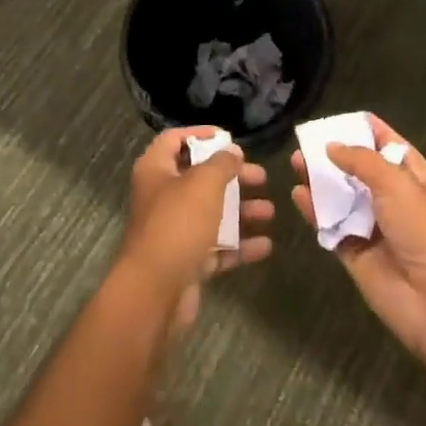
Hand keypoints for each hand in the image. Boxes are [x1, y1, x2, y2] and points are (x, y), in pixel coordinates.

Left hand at [118, 127, 273, 335]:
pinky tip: (265, 245)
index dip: (199, 134)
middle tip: (261, 177)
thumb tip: (232, 152)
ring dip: (241, 211)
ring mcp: (174, 231)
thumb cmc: (178, 223)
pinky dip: (238, 245)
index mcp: (156, 170)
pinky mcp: (186, 261)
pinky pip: (216, 247)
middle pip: (200, 178)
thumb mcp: (204, 183)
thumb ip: (221, 163)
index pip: (175, 140)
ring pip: (211, 214)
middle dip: (232, 177)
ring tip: (269, 212)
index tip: (228, 137)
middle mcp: (162, 196)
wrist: (155, 292)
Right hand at [292, 115, 425, 364]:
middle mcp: (395, 200)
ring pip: (342, 196)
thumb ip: (361, 161)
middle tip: (305, 141)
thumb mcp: (397, 183)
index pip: (388, 144)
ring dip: (320, 180)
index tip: (337, 118)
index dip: (365, 130)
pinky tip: (297, 195)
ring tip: (295, 162)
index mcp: (416, 178)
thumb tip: (331, 146)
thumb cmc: (424, 231)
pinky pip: (331, 225)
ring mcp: (374, 227)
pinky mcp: (355, 252)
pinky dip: (314, 211)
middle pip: (360, 170)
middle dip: (335, 154)